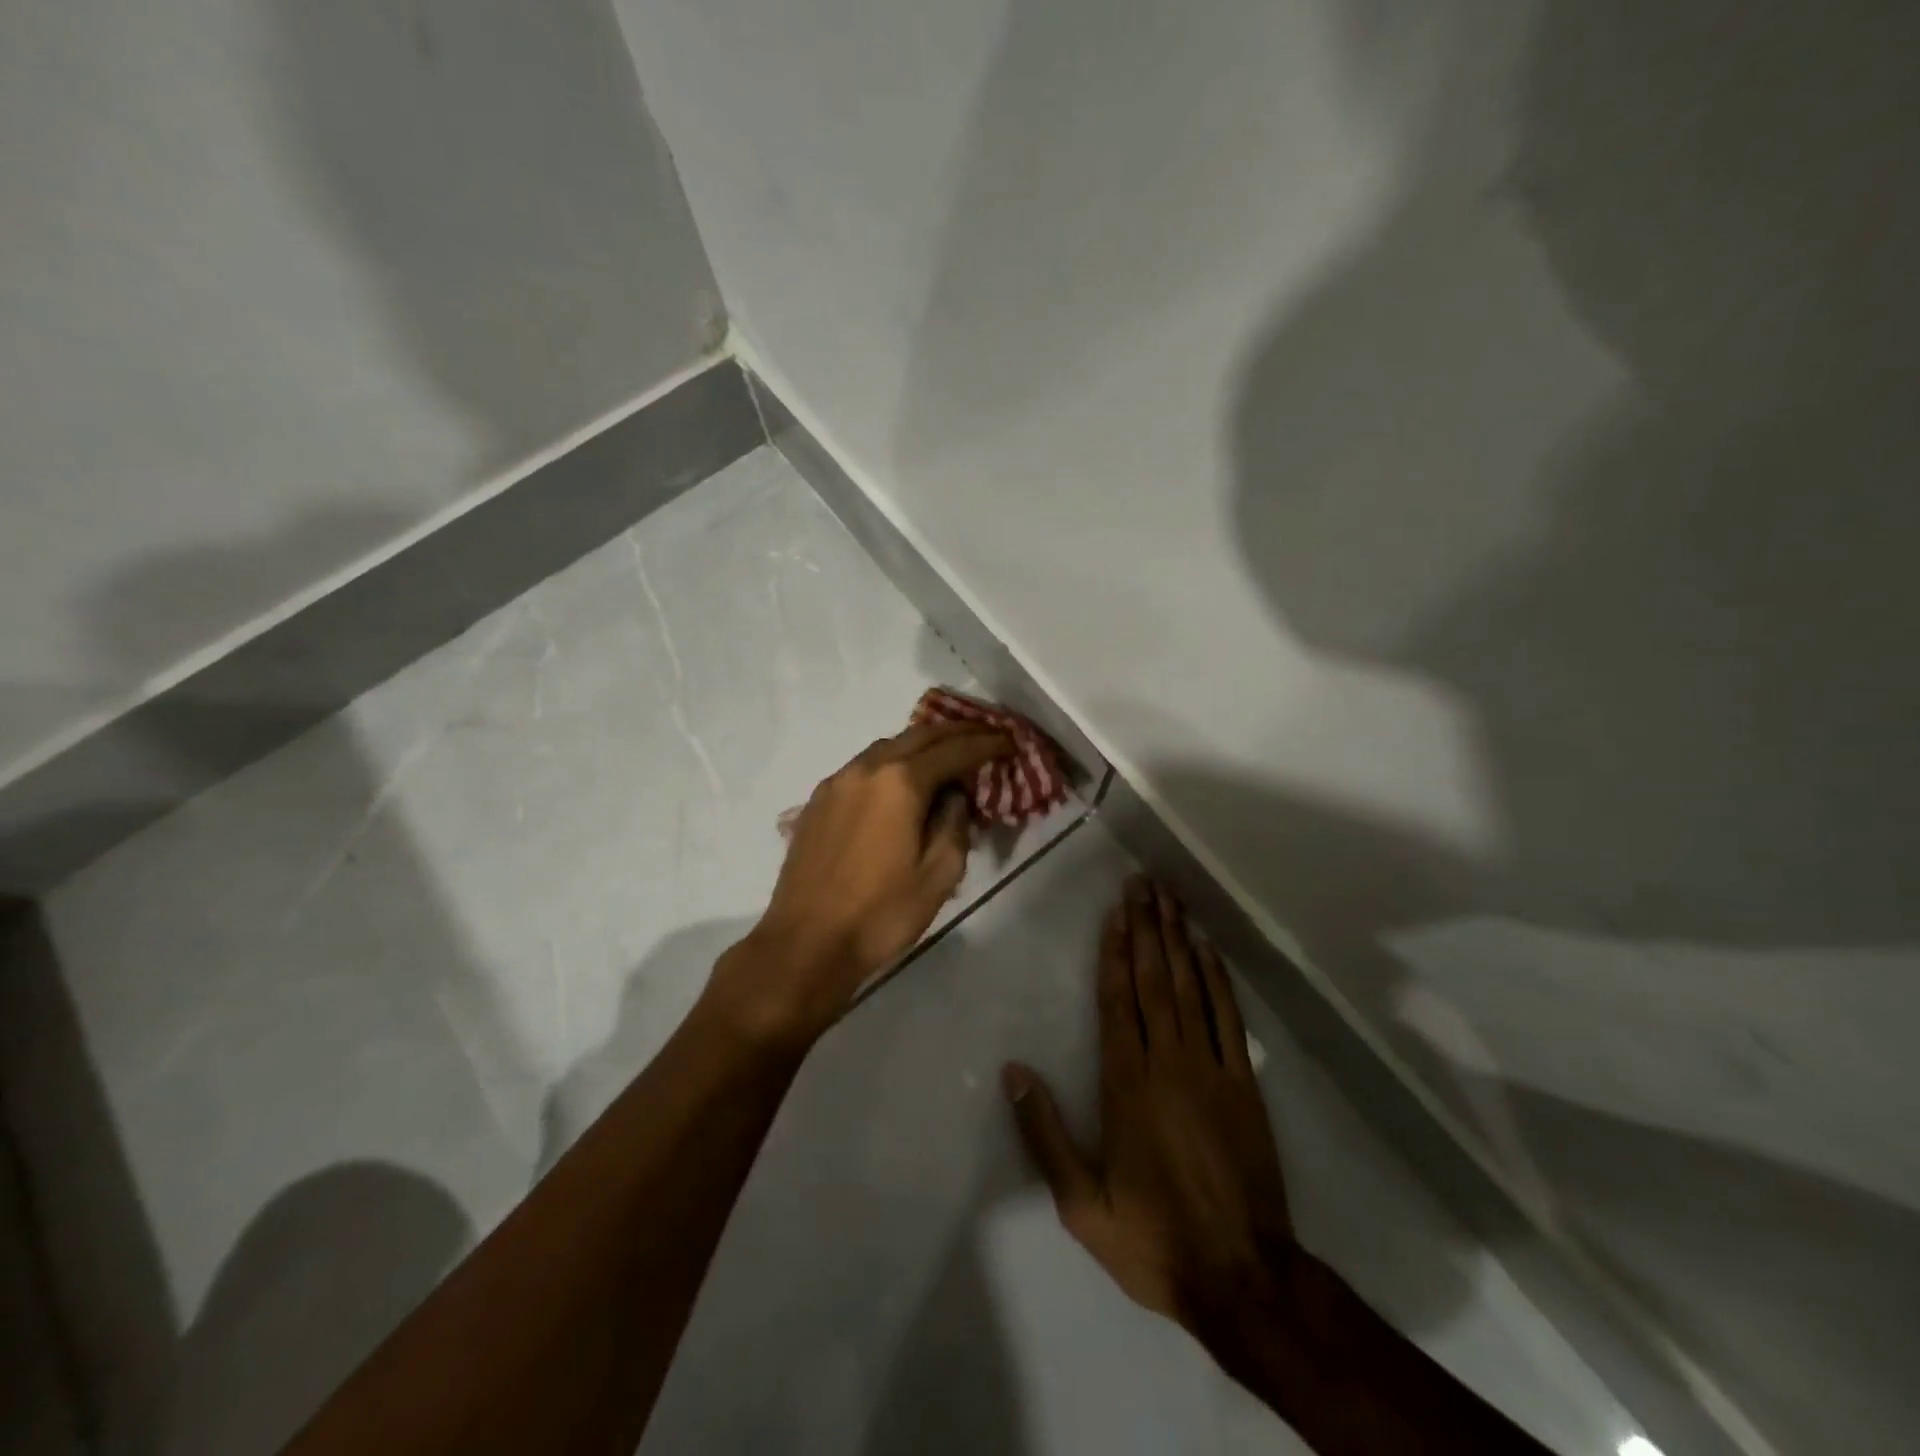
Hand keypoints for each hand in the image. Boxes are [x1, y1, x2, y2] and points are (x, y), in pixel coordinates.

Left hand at [709, 720, 1011, 1047]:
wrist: (806, 943)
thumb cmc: (880, 914)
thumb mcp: (939, 875)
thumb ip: (954, 825)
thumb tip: (954, 796)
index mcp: (900, 783)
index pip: (954, 750)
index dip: (987, 744)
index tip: (1011, 743)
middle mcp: (866, 769)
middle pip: (919, 736)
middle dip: (957, 731)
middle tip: (986, 735)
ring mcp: (837, 782)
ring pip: (888, 746)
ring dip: (922, 744)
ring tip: (948, 752)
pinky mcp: (818, 800)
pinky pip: (864, 766)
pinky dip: (893, 762)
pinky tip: (902, 779)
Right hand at [1003, 878, 1295, 1329]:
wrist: (1243, 1277)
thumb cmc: (1154, 1238)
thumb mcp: (1082, 1203)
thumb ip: (1044, 1134)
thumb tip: (1013, 1072)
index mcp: (1126, 1085)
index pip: (1117, 1001)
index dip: (1114, 952)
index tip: (1115, 912)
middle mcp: (1168, 1063)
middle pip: (1153, 980)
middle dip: (1145, 928)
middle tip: (1141, 884)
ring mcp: (1210, 1068)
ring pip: (1190, 988)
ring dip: (1178, 940)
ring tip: (1169, 900)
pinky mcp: (1243, 1083)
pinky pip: (1228, 1017)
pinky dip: (1217, 979)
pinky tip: (1207, 950)